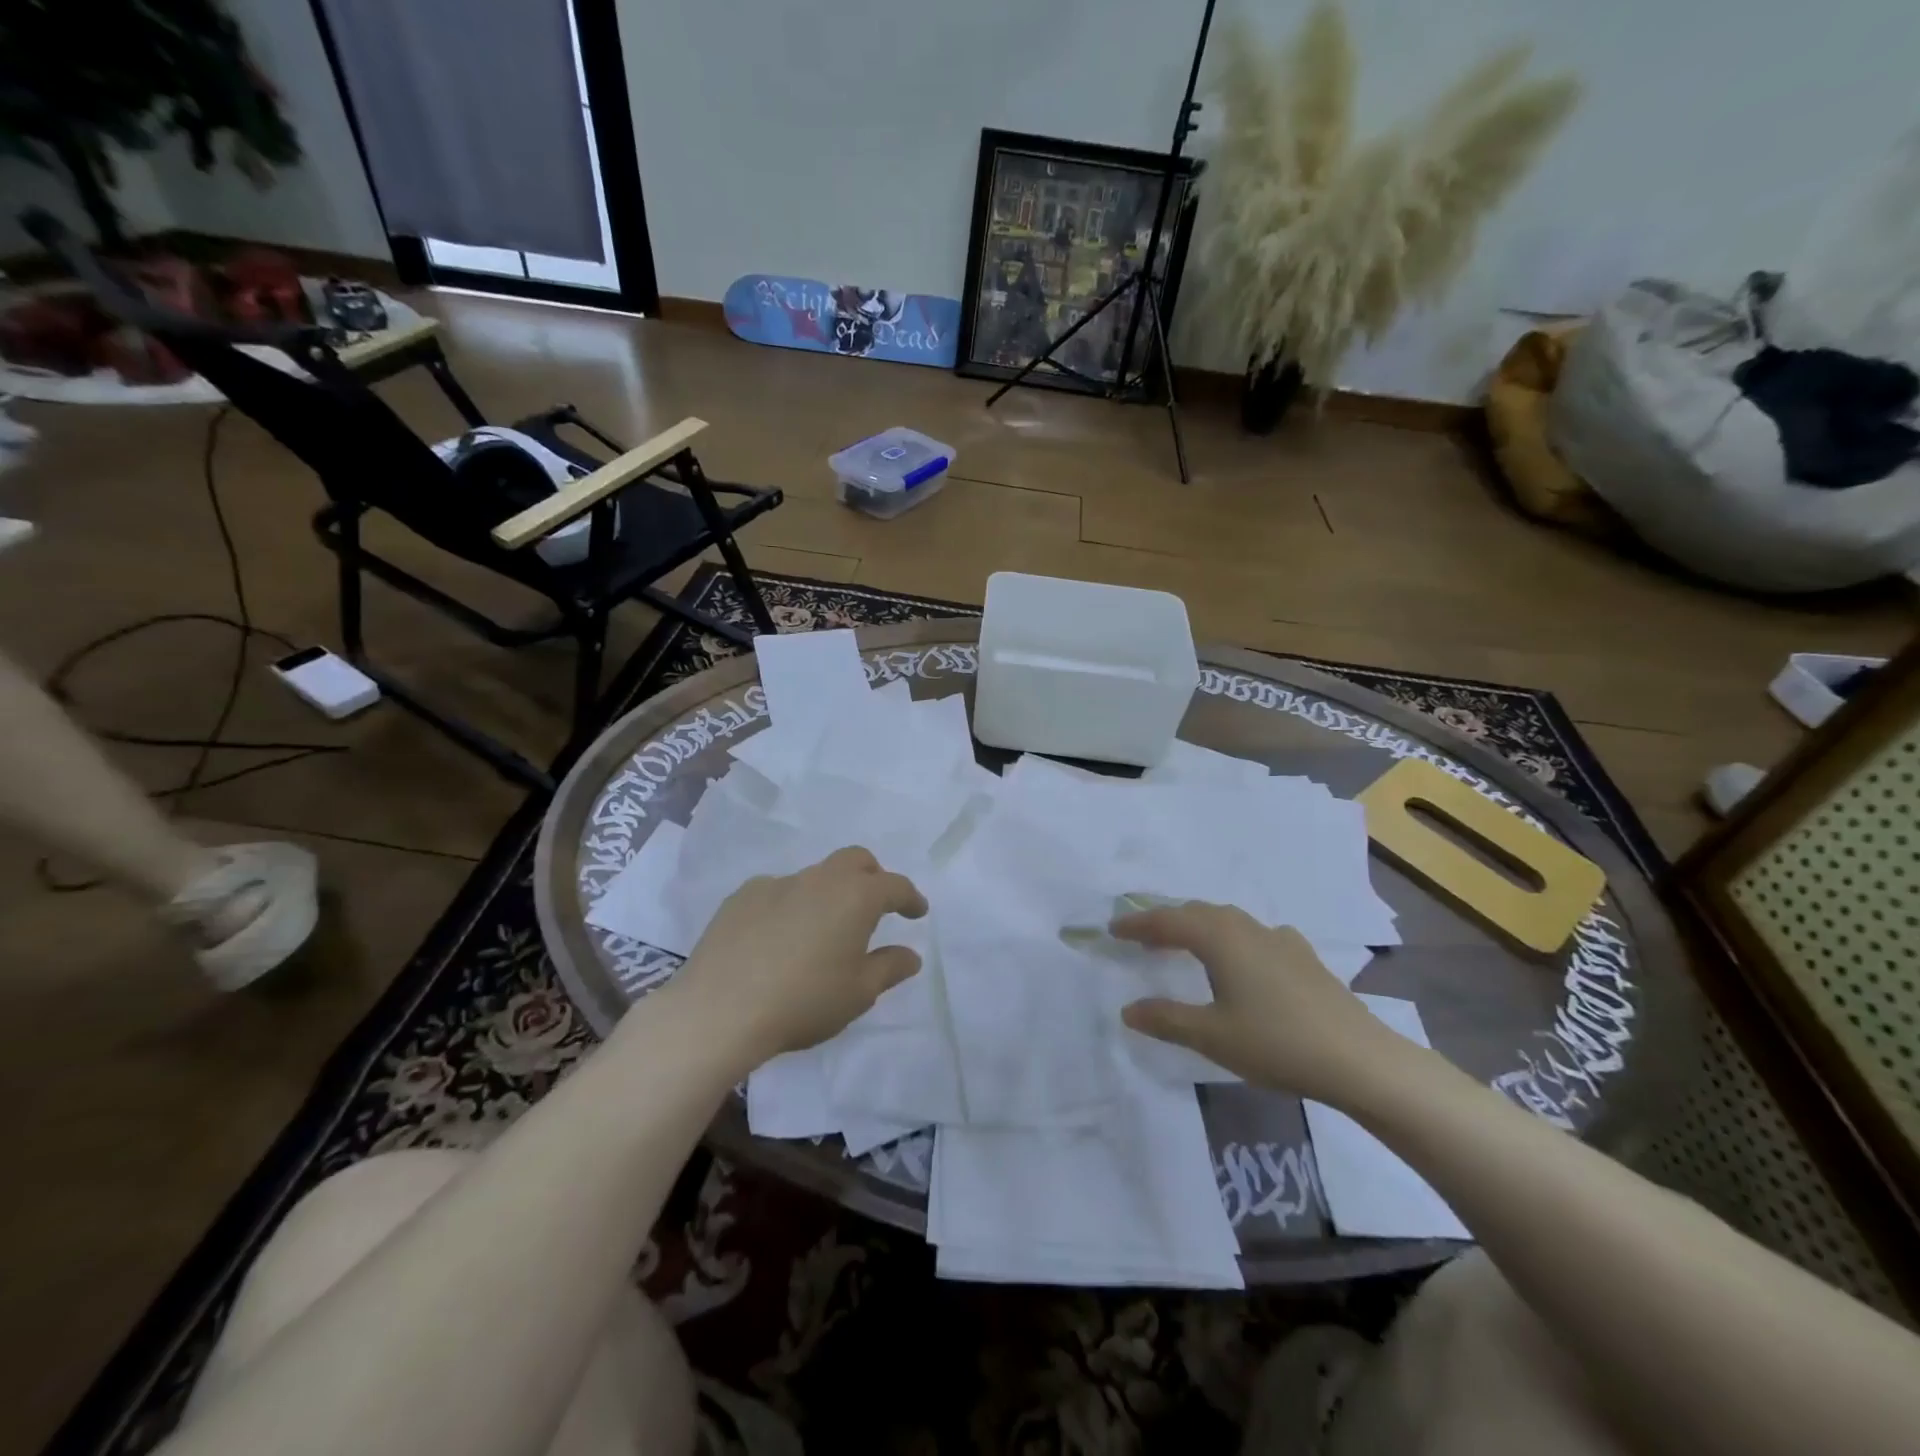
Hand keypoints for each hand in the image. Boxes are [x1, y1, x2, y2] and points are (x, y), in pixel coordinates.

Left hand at [674, 847, 927, 1069]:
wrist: (720, 1010)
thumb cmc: (803, 1001)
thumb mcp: (858, 993)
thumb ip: (889, 968)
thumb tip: (910, 954)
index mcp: (855, 897)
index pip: (894, 886)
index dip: (910, 898)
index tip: (917, 912)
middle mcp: (819, 879)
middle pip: (855, 860)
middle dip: (872, 877)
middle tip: (876, 905)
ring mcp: (777, 884)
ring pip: (815, 876)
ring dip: (829, 893)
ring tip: (822, 930)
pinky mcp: (741, 897)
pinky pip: (778, 892)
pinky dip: (790, 905)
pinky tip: (778, 938)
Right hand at [1112, 902, 1417, 1103]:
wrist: (1359, 1059)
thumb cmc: (1276, 1043)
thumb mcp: (1212, 1036)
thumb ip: (1166, 1019)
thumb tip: (1128, 1009)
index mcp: (1219, 938)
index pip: (1168, 921)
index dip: (1138, 924)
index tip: (1112, 930)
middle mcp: (1246, 928)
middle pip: (1197, 912)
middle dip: (1166, 920)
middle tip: (1142, 937)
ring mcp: (1279, 939)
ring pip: (1227, 919)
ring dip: (1198, 926)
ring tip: (1184, 944)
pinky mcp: (1303, 956)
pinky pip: (1253, 933)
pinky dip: (1232, 937)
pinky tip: (1242, 957)